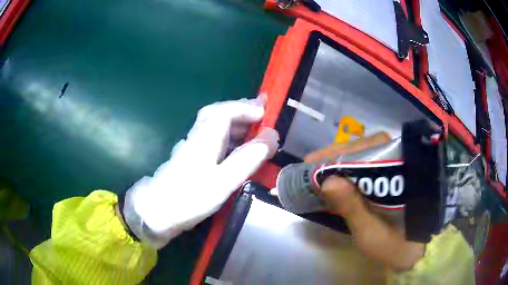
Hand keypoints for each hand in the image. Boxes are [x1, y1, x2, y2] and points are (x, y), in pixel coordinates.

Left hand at [124, 97, 278, 247]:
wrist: (159, 212)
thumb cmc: (190, 197)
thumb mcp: (224, 180)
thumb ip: (248, 158)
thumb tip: (272, 136)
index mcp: (205, 136)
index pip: (227, 110)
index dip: (248, 108)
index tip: (267, 114)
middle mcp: (198, 136)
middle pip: (218, 113)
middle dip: (240, 110)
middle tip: (261, 113)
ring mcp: (192, 147)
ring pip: (214, 126)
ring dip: (235, 123)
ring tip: (254, 130)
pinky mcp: (190, 159)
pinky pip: (212, 139)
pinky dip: (228, 137)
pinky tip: (234, 148)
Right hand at [304, 133, 424, 270]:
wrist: (414, 248)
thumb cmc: (395, 243)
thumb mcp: (370, 232)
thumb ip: (352, 208)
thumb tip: (327, 182)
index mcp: (400, 172)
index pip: (366, 151)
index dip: (335, 156)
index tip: (309, 163)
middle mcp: (400, 159)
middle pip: (363, 147)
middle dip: (334, 156)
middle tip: (309, 167)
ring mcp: (397, 164)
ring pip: (365, 152)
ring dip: (340, 161)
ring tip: (318, 171)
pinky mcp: (393, 172)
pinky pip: (369, 163)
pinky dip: (349, 169)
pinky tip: (336, 178)